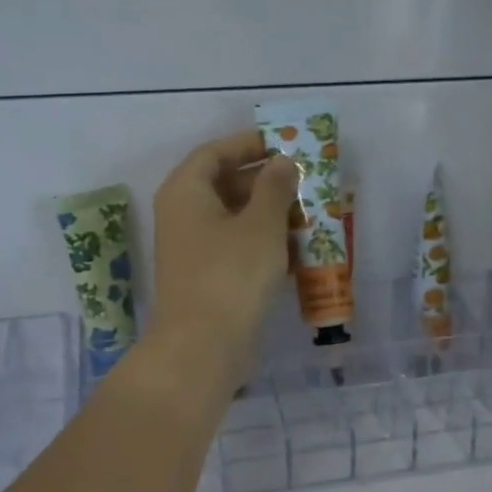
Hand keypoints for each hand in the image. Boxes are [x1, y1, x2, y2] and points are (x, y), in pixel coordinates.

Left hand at [147, 128, 299, 388]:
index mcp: (186, 191)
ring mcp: (193, 250)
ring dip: (269, 215)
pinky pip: (236, 249)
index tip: (286, 144)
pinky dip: (263, 244)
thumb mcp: (261, 224)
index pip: (215, 152)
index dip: (250, 144)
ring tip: (309, 214)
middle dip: (266, 182)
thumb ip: (275, 187)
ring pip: (234, 219)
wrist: (203, 346)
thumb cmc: (231, 275)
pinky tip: (296, 251)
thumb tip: (283, 163)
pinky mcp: (207, 279)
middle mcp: (183, 215)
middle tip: (305, 181)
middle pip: (225, 185)